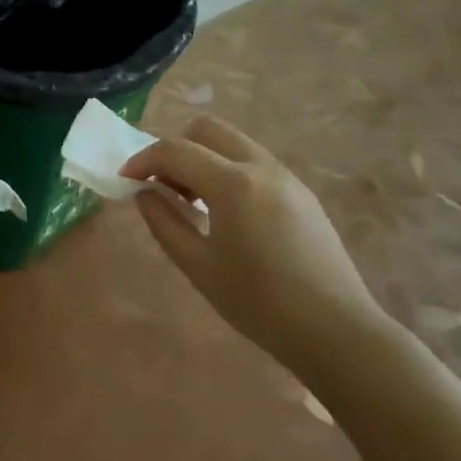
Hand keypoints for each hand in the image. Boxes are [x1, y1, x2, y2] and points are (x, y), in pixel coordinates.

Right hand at [124, 116, 385, 378]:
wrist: (336, 330)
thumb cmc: (259, 303)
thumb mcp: (198, 266)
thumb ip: (164, 223)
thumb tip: (144, 194)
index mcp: (233, 184)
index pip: (175, 151)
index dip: (143, 161)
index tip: (125, 181)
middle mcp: (261, 167)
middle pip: (207, 129)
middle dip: (175, 148)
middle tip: (161, 185)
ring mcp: (287, 177)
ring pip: (233, 143)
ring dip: (202, 158)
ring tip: (190, 201)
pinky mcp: (301, 192)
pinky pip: (253, 162)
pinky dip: (227, 170)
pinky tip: (224, 212)